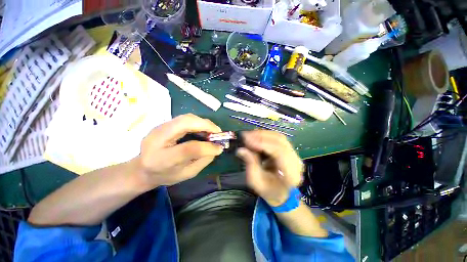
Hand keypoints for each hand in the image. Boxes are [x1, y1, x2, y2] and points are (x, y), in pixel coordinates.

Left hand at [134, 114, 222, 189]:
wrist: (142, 169)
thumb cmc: (165, 175)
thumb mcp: (186, 174)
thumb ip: (203, 161)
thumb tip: (217, 148)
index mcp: (161, 159)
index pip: (188, 149)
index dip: (207, 147)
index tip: (220, 148)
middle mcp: (157, 138)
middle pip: (185, 123)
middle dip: (206, 125)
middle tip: (218, 132)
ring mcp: (159, 128)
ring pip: (186, 117)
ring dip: (203, 122)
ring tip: (212, 131)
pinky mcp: (164, 124)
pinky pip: (184, 118)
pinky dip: (198, 122)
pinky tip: (203, 129)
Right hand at [236, 130, 303, 206]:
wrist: (281, 193)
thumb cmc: (268, 190)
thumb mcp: (256, 181)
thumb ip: (250, 164)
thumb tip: (241, 150)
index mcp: (291, 174)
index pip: (279, 152)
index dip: (262, 143)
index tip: (247, 140)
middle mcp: (296, 161)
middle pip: (280, 141)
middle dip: (261, 136)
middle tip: (245, 135)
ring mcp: (294, 154)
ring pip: (279, 137)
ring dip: (263, 134)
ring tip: (249, 135)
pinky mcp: (289, 150)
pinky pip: (278, 138)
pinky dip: (266, 135)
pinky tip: (256, 136)